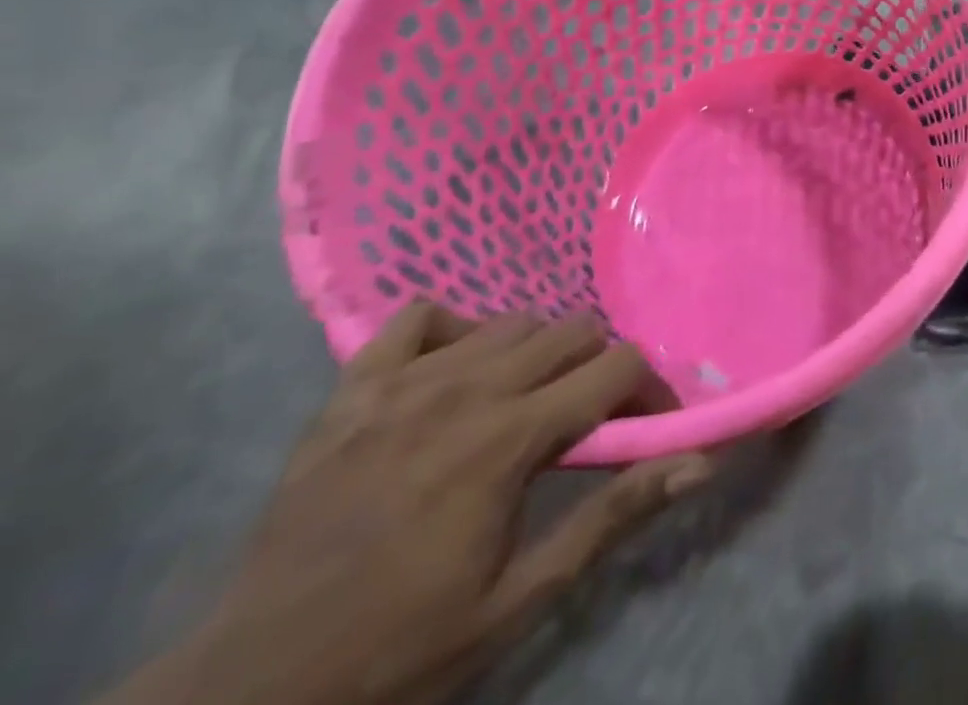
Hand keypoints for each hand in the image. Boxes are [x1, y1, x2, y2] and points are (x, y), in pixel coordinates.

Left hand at [122, 306, 709, 704]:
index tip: (649, 427)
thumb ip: (613, 517)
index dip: (650, 391)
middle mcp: (466, 390)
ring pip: (510, 322)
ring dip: (537, 354)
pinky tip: (453, 374)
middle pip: (572, 331)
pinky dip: (452, 332)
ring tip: (525, 404)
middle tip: (587, 422)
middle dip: (598, 368)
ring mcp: (402, 384)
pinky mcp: (351, 392)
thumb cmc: (399, 652)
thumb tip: (701, 463)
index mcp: (510, 438)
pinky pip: (418, 319)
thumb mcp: (520, 599)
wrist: (246, 696)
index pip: (618, 367)